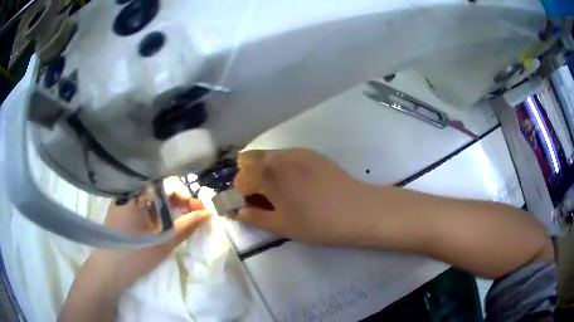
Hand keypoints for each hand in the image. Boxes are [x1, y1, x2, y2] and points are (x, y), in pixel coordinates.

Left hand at [91, 194, 209, 289]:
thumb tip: (208, 213)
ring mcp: (124, 202)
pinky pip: (144, 206)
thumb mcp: (163, 242)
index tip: (200, 210)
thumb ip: (186, 226)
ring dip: (169, 209)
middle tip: (194, 217)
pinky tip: (164, 226)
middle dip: (179, 203)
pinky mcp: (122, 212)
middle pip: (160, 190)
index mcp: (136, 193)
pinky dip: (157, 214)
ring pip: (152, 199)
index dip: (186, 196)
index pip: (167, 184)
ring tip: (182, 222)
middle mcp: (129, 192)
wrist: (108, 271)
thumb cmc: (134, 255)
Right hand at [232, 148, 370, 245]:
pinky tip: (295, 183)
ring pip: (267, 156)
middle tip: (260, 198)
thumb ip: (255, 218)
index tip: (248, 209)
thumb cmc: (316, 222)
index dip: (239, 197)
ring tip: (276, 191)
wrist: (357, 210)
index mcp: (267, 173)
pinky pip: (285, 155)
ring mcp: (296, 151)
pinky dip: (279, 166)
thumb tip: (237, 212)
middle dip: (247, 178)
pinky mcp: (310, 153)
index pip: (240, 181)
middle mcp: (278, 156)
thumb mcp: (281, 225)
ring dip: (262, 171)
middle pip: (248, 160)